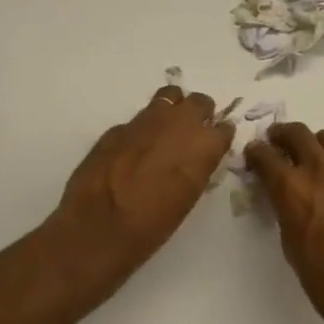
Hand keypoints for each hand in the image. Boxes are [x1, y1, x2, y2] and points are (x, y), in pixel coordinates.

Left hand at [53, 85, 234, 277]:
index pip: (224, 127)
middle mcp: (178, 123)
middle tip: (192, 133)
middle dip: (199, 114)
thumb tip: (195, 157)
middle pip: (199, 102)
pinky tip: (133, 150)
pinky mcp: (118, 127)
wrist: (99, 226)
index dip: (219, 136)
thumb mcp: (188, 197)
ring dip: (172, 110)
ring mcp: (145, 120)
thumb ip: (196, 167)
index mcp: (203, 145)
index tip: (214, 144)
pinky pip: (138, 120)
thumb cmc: (153, 224)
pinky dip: (142, 129)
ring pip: (168, 97)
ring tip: (165, 131)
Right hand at [245, 123, 323, 323]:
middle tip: (276, 142)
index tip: (253, 154)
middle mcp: (320, 172)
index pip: (266, 155)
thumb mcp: (291, 244)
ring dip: (313, 142)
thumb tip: (285, 199)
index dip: (255, 152)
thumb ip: (286, 212)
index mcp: (292, 188)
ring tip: (308, 155)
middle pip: (298, 134)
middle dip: (282, 134)